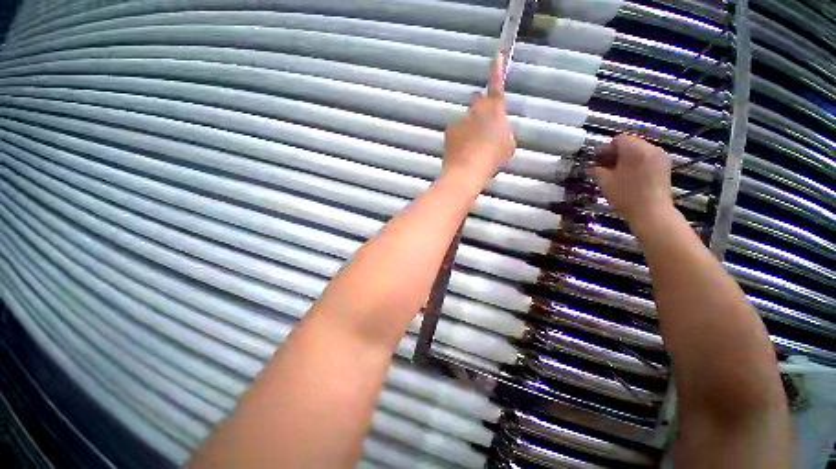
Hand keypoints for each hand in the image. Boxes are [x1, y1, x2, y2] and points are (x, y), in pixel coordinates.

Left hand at [443, 55, 514, 181]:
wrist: (468, 170)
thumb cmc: (492, 157)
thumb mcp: (507, 144)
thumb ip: (503, 131)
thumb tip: (497, 131)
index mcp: (494, 109)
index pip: (496, 84)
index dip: (497, 69)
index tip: (497, 55)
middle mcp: (476, 109)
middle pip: (477, 101)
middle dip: (480, 108)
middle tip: (482, 126)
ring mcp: (460, 119)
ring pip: (466, 119)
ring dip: (469, 128)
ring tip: (472, 148)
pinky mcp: (449, 131)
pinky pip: (456, 131)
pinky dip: (459, 138)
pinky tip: (462, 152)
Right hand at [590, 134, 674, 225]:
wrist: (652, 212)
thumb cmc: (626, 195)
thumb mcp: (606, 182)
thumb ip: (598, 171)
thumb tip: (592, 168)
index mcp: (635, 149)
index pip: (619, 139)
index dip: (605, 148)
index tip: (597, 159)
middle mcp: (650, 148)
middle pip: (631, 143)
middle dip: (616, 152)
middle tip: (604, 165)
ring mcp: (660, 157)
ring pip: (640, 150)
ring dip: (627, 158)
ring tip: (616, 171)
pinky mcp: (665, 167)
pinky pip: (648, 158)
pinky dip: (637, 163)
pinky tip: (629, 175)